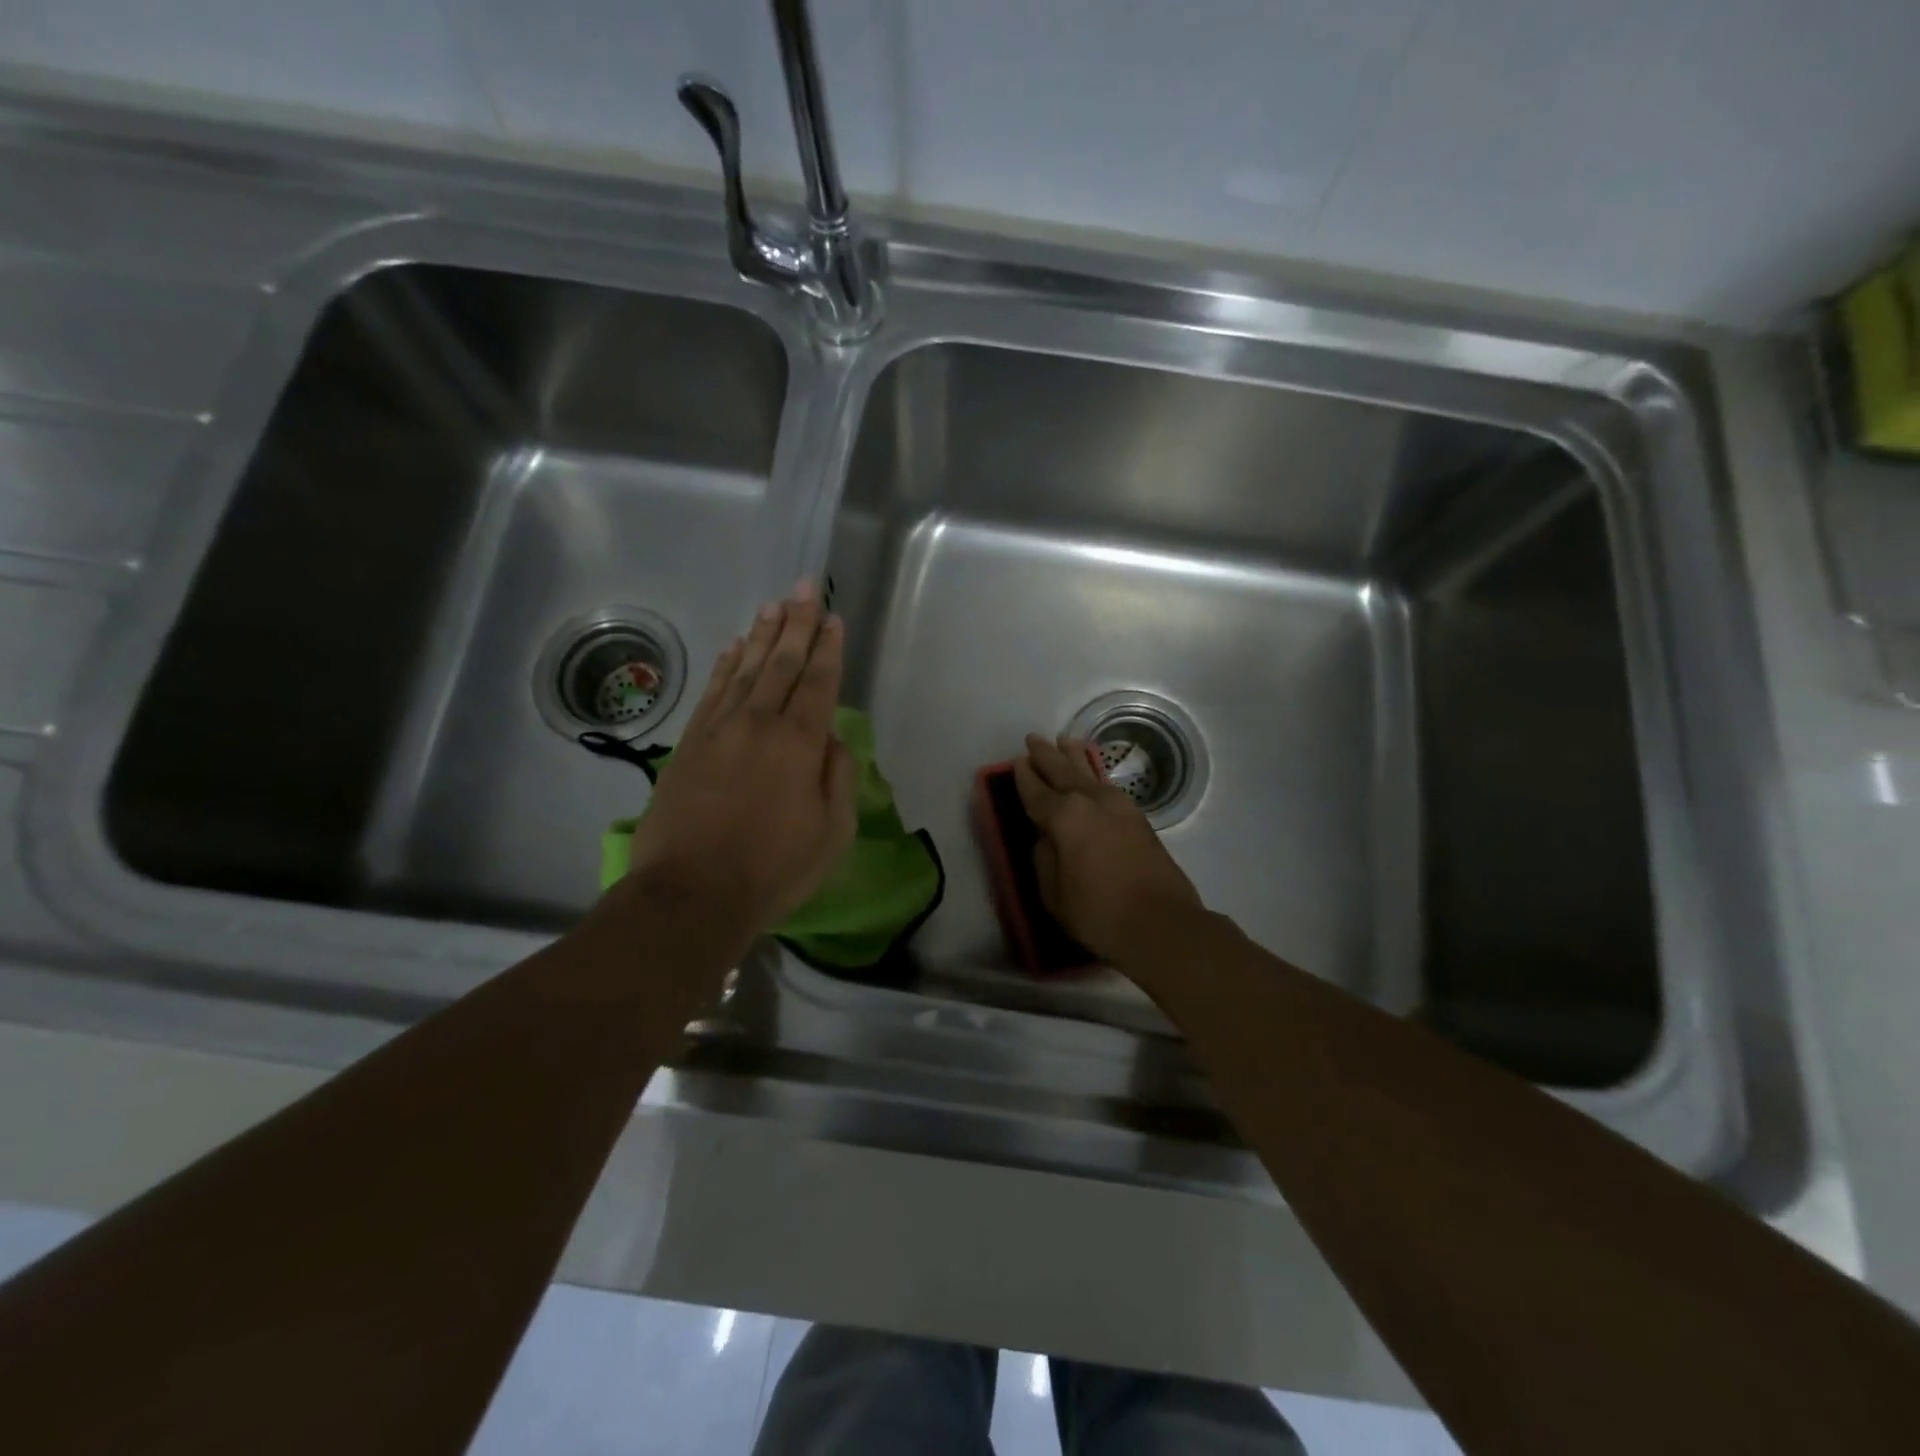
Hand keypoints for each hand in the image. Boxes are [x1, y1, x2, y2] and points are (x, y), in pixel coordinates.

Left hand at [623, 582, 856, 934]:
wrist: (691, 892)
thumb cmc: (772, 869)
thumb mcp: (831, 833)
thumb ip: (838, 778)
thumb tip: (831, 738)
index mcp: (799, 743)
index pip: (818, 682)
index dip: (827, 647)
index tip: (832, 617)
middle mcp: (759, 723)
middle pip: (781, 662)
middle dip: (796, 622)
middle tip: (805, 587)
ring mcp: (719, 729)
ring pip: (744, 668)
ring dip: (761, 634)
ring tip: (773, 605)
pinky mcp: (688, 743)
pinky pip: (712, 691)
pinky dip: (725, 664)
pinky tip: (733, 647)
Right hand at [1014, 733, 1203, 967]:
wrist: (1162, 924)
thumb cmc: (1099, 913)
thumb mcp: (1054, 894)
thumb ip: (1044, 858)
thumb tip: (1046, 838)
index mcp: (1064, 817)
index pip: (1036, 792)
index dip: (1024, 777)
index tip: (1016, 762)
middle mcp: (1091, 801)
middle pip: (1063, 771)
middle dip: (1046, 755)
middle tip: (1033, 739)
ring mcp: (1119, 806)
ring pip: (1090, 772)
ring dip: (1074, 756)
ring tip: (1064, 741)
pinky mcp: (1138, 817)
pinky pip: (1107, 785)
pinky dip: (1095, 773)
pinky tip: (1093, 774)